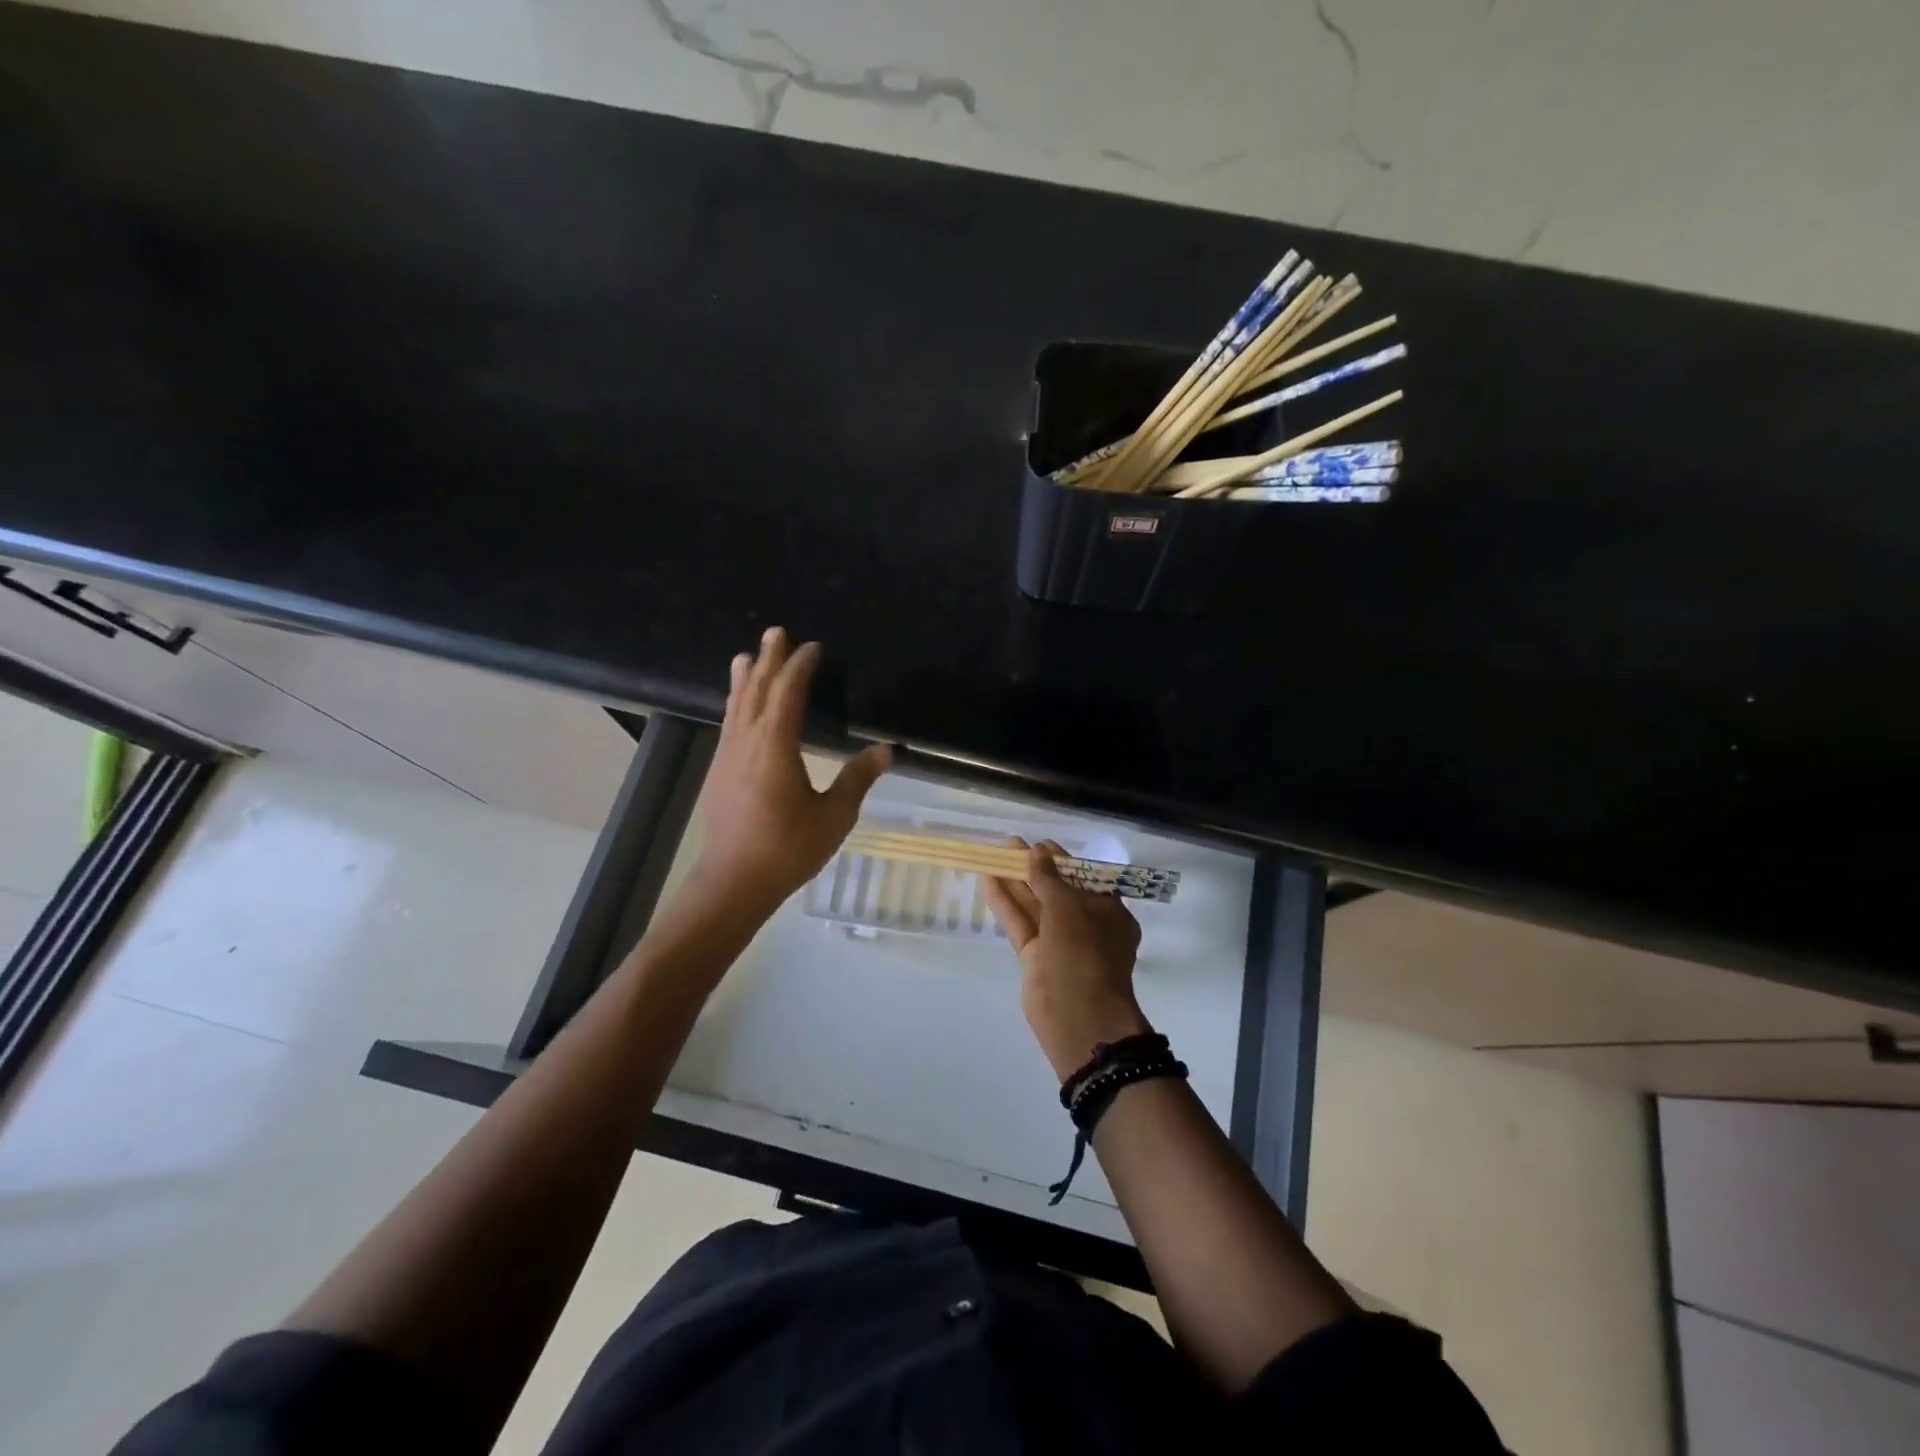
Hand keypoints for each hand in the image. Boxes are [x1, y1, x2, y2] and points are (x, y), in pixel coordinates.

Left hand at [690, 627, 891, 913]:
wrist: (734, 881)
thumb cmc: (788, 848)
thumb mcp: (834, 815)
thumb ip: (857, 779)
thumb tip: (887, 750)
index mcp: (775, 746)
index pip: (788, 694)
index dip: (800, 667)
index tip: (812, 647)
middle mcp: (747, 742)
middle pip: (758, 691)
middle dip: (769, 660)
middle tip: (775, 632)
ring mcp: (728, 756)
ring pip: (737, 706)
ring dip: (746, 679)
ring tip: (746, 656)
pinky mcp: (719, 773)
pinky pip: (729, 725)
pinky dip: (736, 705)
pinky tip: (737, 708)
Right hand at [985, 838, 1149, 1080]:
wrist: (1078, 1016)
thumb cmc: (1084, 953)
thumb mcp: (1068, 908)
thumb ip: (1049, 879)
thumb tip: (1038, 852)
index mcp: (1108, 911)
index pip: (1084, 878)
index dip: (1061, 860)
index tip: (1039, 844)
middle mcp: (1085, 925)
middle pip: (1056, 890)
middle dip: (1033, 868)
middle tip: (1008, 845)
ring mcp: (1059, 942)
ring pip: (1035, 906)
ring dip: (1015, 882)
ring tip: (993, 856)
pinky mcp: (1036, 957)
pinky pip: (1021, 924)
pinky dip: (1006, 904)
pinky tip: (988, 882)